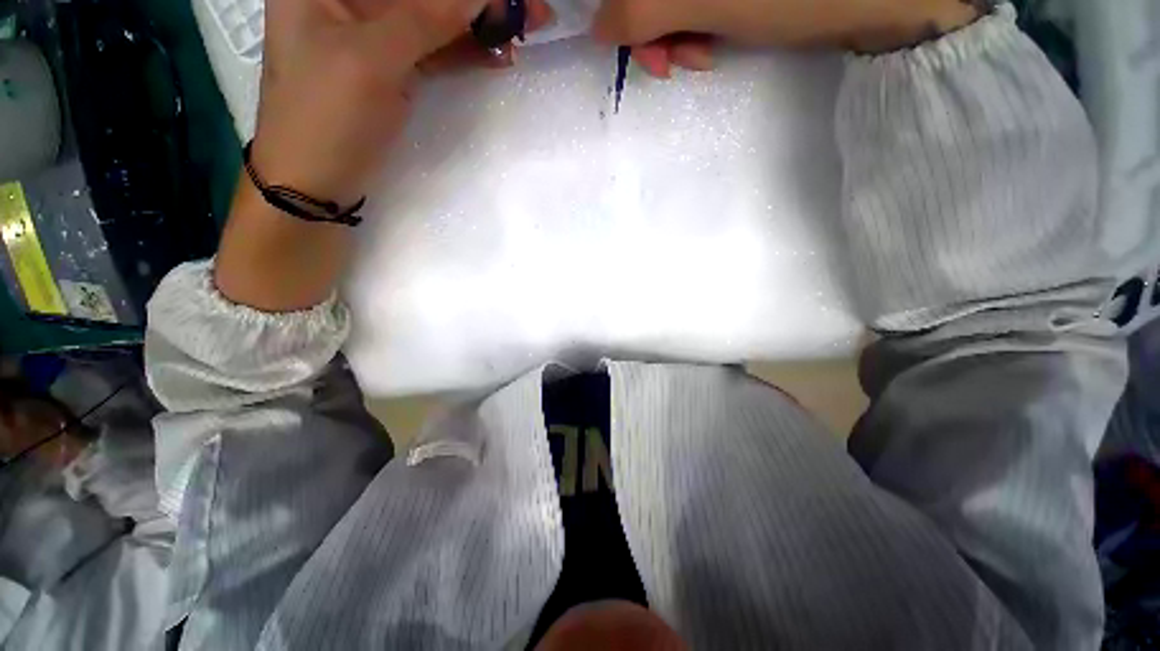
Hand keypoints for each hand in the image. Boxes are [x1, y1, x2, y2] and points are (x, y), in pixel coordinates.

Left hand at [216, 0, 550, 310]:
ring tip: (524, 30)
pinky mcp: (394, 66)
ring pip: (435, 16)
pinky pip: (437, 49)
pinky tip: (497, 55)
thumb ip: (426, 18)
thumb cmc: (325, 118)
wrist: (315, 185)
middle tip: (531, 12)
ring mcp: (373, 33)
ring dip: (479, 23)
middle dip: (477, 0)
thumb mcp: (371, 60)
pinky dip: (467, 52)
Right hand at [592, 0, 983, 76]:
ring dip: (674, 35)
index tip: (634, 45)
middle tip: (670, 63)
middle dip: (650, 28)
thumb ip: (640, 10)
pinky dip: (696, 29)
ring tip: (701, 56)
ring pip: (670, 0)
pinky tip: (715, 46)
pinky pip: (695, 3)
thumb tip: (598, 26)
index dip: (619, 12)